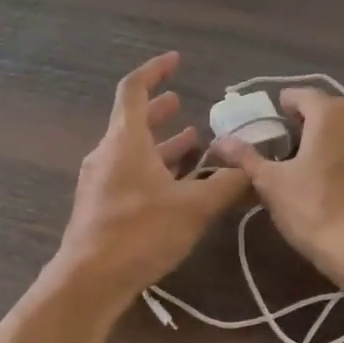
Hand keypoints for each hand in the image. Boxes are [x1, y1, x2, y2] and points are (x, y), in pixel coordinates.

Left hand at [52, 53, 249, 306]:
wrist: (90, 280)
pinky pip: (128, 176)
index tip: (176, 62)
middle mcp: (107, 154)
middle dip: (159, 111)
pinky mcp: (100, 208)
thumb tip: (253, 168)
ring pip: (132, 152)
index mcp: (124, 141)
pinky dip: (152, 170)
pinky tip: (175, 187)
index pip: (133, 89)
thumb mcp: (194, 208)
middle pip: (132, 122)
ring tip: (190, 143)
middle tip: (182, 104)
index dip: (155, 71)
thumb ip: (227, 185)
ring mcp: (99, 182)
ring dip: (160, 145)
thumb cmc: (140, 233)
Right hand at [211, 88, 343, 292]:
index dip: (280, 106)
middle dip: (302, 123)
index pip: (300, 95)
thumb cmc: (316, 210)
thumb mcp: (272, 184)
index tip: (265, 123)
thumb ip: (246, 158)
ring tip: (301, 165)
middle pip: (325, 110)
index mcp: (331, 113)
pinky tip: (327, 180)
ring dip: (324, 139)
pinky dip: (342, 154)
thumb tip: (219, 141)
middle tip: (279, 147)